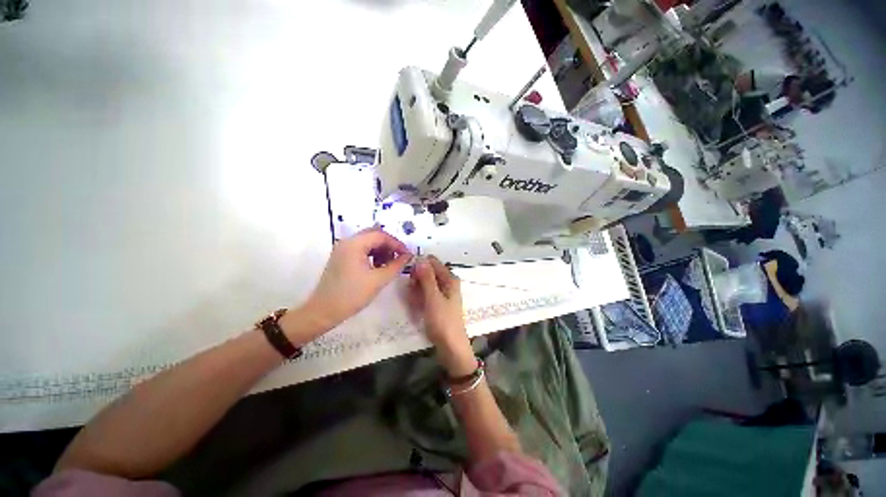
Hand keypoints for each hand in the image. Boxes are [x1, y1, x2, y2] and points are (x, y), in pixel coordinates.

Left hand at [291, 228, 411, 336]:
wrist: (323, 311)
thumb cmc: (352, 295)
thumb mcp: (378, 280)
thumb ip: (396, 265)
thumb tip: (408, 256)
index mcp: (354, 244)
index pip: (381, 235)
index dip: (397, 243)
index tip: (407, 255)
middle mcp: (347, 242)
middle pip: (374, 235)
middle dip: (389, 245)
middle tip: (399, 258)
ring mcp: (342, 249)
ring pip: (368, 241)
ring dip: (381, 249)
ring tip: (389, 264)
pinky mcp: (341, 257)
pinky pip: (361, 249)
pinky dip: (372, 254)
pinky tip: (378, 267)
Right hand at [408, 256, 474, 376]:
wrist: (451, 347)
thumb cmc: (443, 321)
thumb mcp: (433, 298)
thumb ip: (427, 278)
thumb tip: (420, 258)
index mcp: (449, 278)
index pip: (432, 262)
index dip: (420, 266)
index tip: (411, 276)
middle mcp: (446, 283)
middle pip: (427, 272)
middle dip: (417, 280)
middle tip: (412, 292)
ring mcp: (442, 294)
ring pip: (424, 284)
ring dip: (416, 291)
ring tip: (416, 303)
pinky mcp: (437, 303)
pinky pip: (425, 295)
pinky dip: (419, 299)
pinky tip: (417, 308)